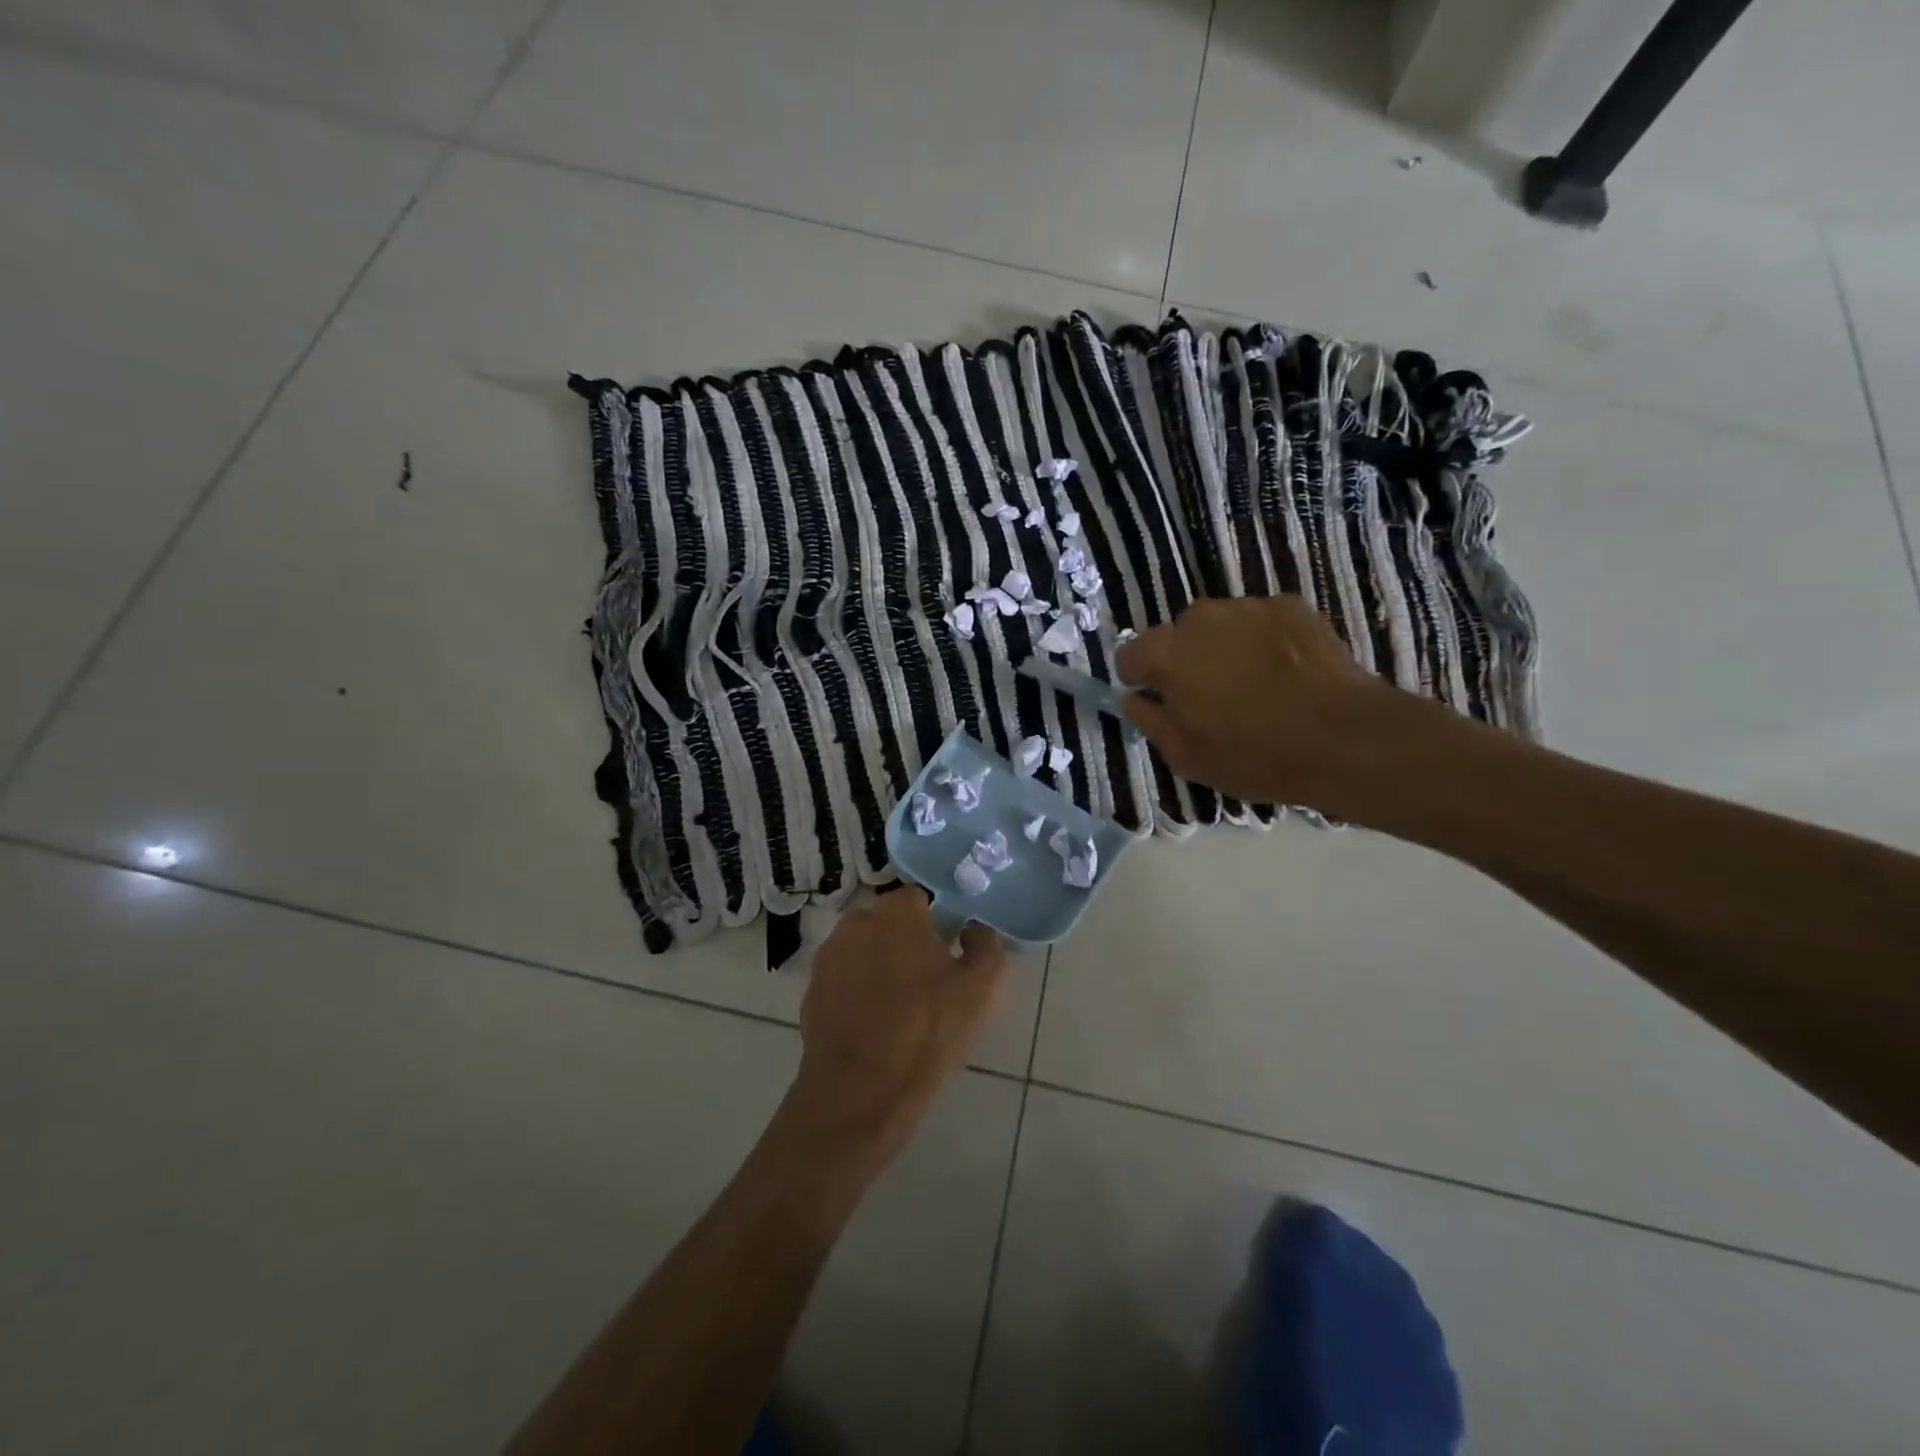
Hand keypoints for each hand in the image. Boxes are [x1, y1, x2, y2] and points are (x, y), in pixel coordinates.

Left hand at [792, 889, 1007, 1160]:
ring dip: (879, 966)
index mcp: (896, 912)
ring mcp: (827, 957)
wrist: (860, 1092)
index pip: (919, 899)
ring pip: (863, 950)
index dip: (936, 923)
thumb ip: (986, 945)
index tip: (949, 953)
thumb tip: (975, 929)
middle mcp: (856, 922)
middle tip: (928, 981)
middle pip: (888, 923)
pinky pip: (843, 980)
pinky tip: (874, 1026)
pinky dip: (857, 993)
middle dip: (906, 942)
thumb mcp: (981, 988)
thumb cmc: (927, 1030)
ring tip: (900, 1007)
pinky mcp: (810, 991)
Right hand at [1117, 595, 1430, 819]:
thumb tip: (1134, 699)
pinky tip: (1285, 673)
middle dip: (1185, 659)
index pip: (1130, 654)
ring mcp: (1249, 608)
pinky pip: (1260, 623)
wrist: (1342, 738)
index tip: (1158, 700)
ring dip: (1224, 648)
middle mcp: (1201, 619)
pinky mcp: (1291, 607)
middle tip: (1210, 696)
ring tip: (1253, 684)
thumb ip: (1150, 720)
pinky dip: (1263, 642)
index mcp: (1167, 654)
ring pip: (1220, 626)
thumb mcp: (1185, 756)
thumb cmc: (1252, 755)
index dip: (1140, 678)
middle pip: (1177, 635)